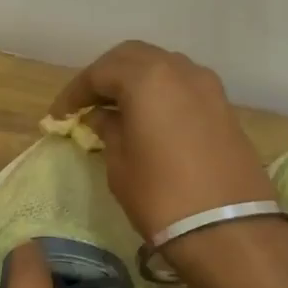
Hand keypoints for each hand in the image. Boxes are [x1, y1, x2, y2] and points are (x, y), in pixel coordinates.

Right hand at [48, 41, 276, 240]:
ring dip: (135, 80)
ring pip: (161, 66)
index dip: (75, 92)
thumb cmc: (161, 196)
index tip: (59, 115)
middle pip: (132, 57)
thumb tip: (102, 116)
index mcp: (147, 78)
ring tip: (116, 108)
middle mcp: (179, 70)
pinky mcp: (223, 107)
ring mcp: (207, 86)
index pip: (100, 72)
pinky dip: (159, 92)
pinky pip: (182, 85)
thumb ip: (108, 130)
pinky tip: (147, 117)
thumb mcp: (120, 164)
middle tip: (86, 103)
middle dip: (105, 75)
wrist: (229, 230)